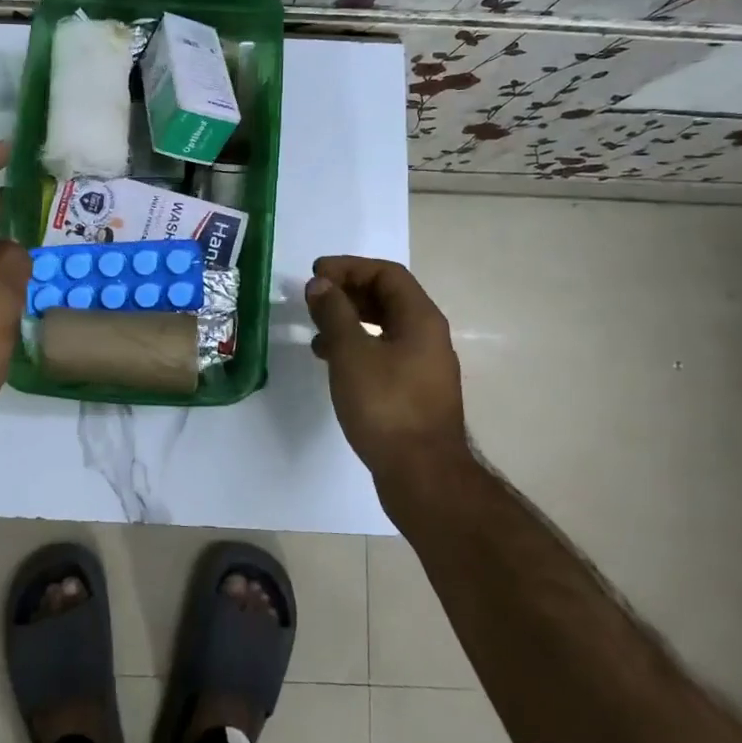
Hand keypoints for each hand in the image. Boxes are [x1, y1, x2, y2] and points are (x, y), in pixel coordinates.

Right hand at [305, 256, 469, 486]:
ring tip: (316, 330)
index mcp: (421, 319)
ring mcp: (423, 366)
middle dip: (348, 291)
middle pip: (388, 298)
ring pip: (384, 327)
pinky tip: (332, 362)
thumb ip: (335, 312)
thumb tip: (320, 284)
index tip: (315, 274)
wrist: (422, 475)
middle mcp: (428, 336)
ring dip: (350, 320)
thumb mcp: (352, 353)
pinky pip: (384, 353)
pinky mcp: (414, 391)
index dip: (349, 267)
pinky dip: (357, 347)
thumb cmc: (386, 405)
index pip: (386, 274)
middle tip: (313, 297)